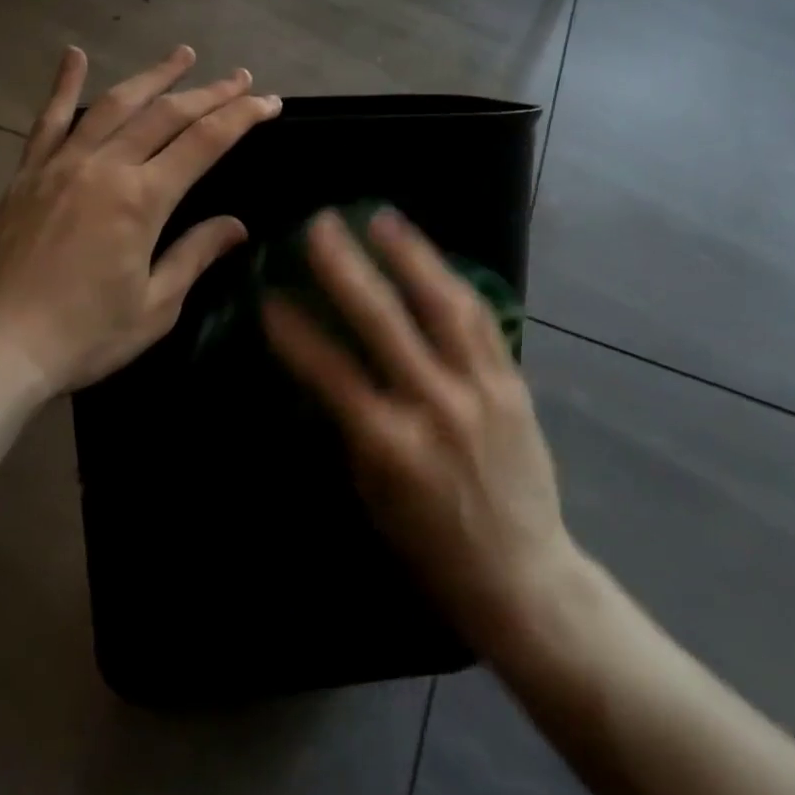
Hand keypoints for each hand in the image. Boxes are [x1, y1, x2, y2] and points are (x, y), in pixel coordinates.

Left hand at [0, 45, 280, 393]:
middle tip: (241, 77)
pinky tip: (74, 55)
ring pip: (116, 104)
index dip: (242, 116)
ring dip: (154, 76)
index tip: (269, 101)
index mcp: (142, 200)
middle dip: (211, 92)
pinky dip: (64, 85)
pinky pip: (49, 119)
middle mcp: (105, 167)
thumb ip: (195, 255)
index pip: (205, 142)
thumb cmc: (84, 335)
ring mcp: (62, 164)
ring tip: (184, 54)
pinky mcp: (28, 173)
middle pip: (167, 114)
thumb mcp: (155, 306)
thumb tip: (236, 226)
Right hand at [263, 208, 575, 648]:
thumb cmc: (432, 546)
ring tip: (382, 218)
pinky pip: (481, 319)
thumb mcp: (374, 495)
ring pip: (443, 305)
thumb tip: (327, 371)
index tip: (270, 297)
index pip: (331, 373)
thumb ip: (353, 428)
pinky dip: (453, 282)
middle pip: (385, 323)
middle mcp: (436, 406)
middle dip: (347, 268)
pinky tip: (433, 256)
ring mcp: (480, 388)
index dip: (296, 333)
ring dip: (409, 256)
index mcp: (391, 446)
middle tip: (321, 226)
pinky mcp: (513, 381)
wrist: (523, 576)